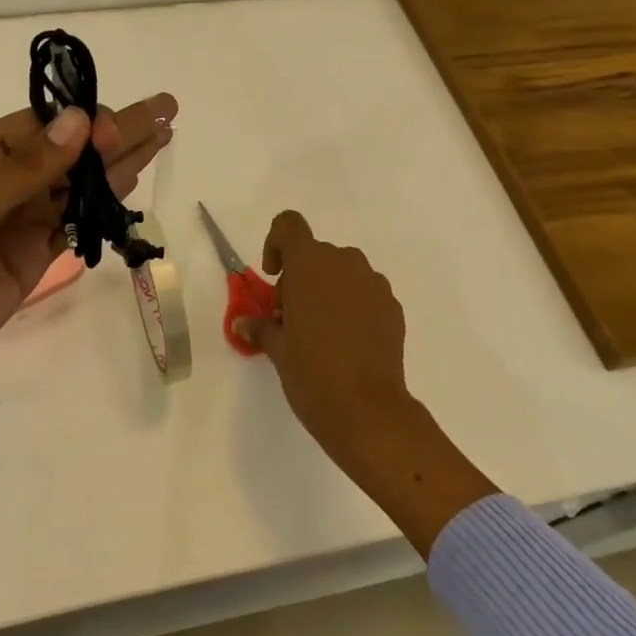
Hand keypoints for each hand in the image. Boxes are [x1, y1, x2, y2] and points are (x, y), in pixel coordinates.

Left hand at [0, 91, 176, 518]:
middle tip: (167, 111)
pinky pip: (72, 224)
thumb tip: (81, 121)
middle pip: (66, 151)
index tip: (127, 123)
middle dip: (115, 131)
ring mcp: (13, 225)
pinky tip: (130, 183)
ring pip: (75, 186)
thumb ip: (22, 171)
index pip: (38, 128)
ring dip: (118, 163)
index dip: (84, 122)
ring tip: (162, 137)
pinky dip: (102, 205)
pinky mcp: (27, 262)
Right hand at [230, 211, 414, 473]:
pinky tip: (347, 344)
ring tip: (321, 333)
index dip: (276, 243)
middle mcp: (344, 262)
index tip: (275, 276)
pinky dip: (353, 307)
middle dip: (300, 278)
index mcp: (309, 262)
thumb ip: (260, 327)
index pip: (289, 225)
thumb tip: (243, 323)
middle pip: (316, 254)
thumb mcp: (277, 349)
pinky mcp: (392, 307)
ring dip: (328, 291)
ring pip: (343, 273)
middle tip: (291, 318)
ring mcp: (373, 283)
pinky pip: (366, 294)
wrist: (368, 409)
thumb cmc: (311, 371)